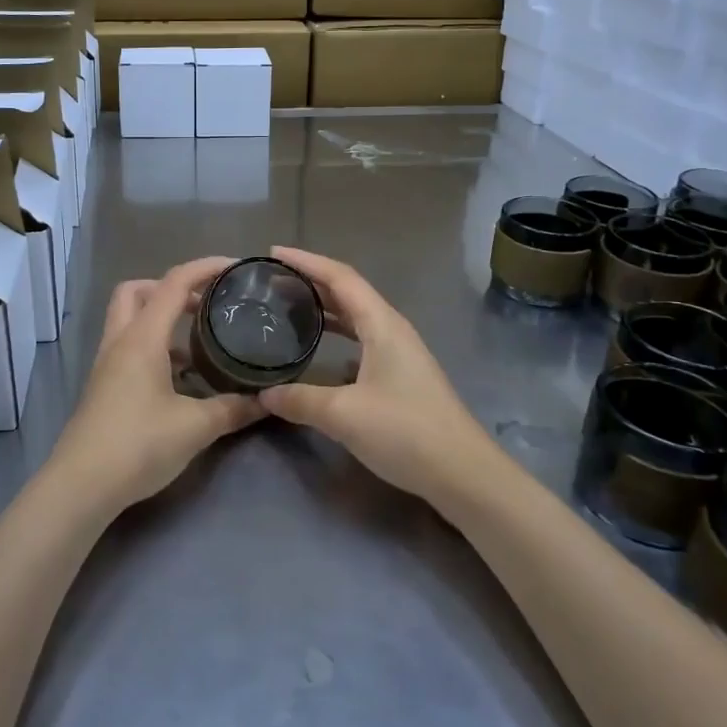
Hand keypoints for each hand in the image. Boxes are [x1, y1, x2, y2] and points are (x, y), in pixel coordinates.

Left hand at [49, 257, 265, 511]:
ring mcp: (107, 365)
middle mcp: (120, 342)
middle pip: (137, 291)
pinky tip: (180, 380)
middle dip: (171, 288)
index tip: (235, 267)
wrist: (80, 486)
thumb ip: (233, 409)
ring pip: (129, 320)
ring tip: (198, 343)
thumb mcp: (195, 427)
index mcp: (142, 338)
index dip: (205, 267)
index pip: (174, 283)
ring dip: (161, 320)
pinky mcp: (103, 387)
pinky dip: (154, 348)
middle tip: (204, 304)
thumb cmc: (137, 445)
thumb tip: (266, 400)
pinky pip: (129, 348)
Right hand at [258, 247, 499, 502]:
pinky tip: (320, 349)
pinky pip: (362, 339)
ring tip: (290, 306)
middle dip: (311, 280)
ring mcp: (400, 352)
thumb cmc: (405, 432)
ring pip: (356, 316)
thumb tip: (264, 395)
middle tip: (273, 280)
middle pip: (348, 291)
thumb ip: (300, 400)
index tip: (273, 253)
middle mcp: (392, 329)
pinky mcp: (401, 375)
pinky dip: (337, 333)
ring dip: (325, 306)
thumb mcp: (344, 415)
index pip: (340, 277)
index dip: (306, 261)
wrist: (463, 473)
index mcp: (382, 324)